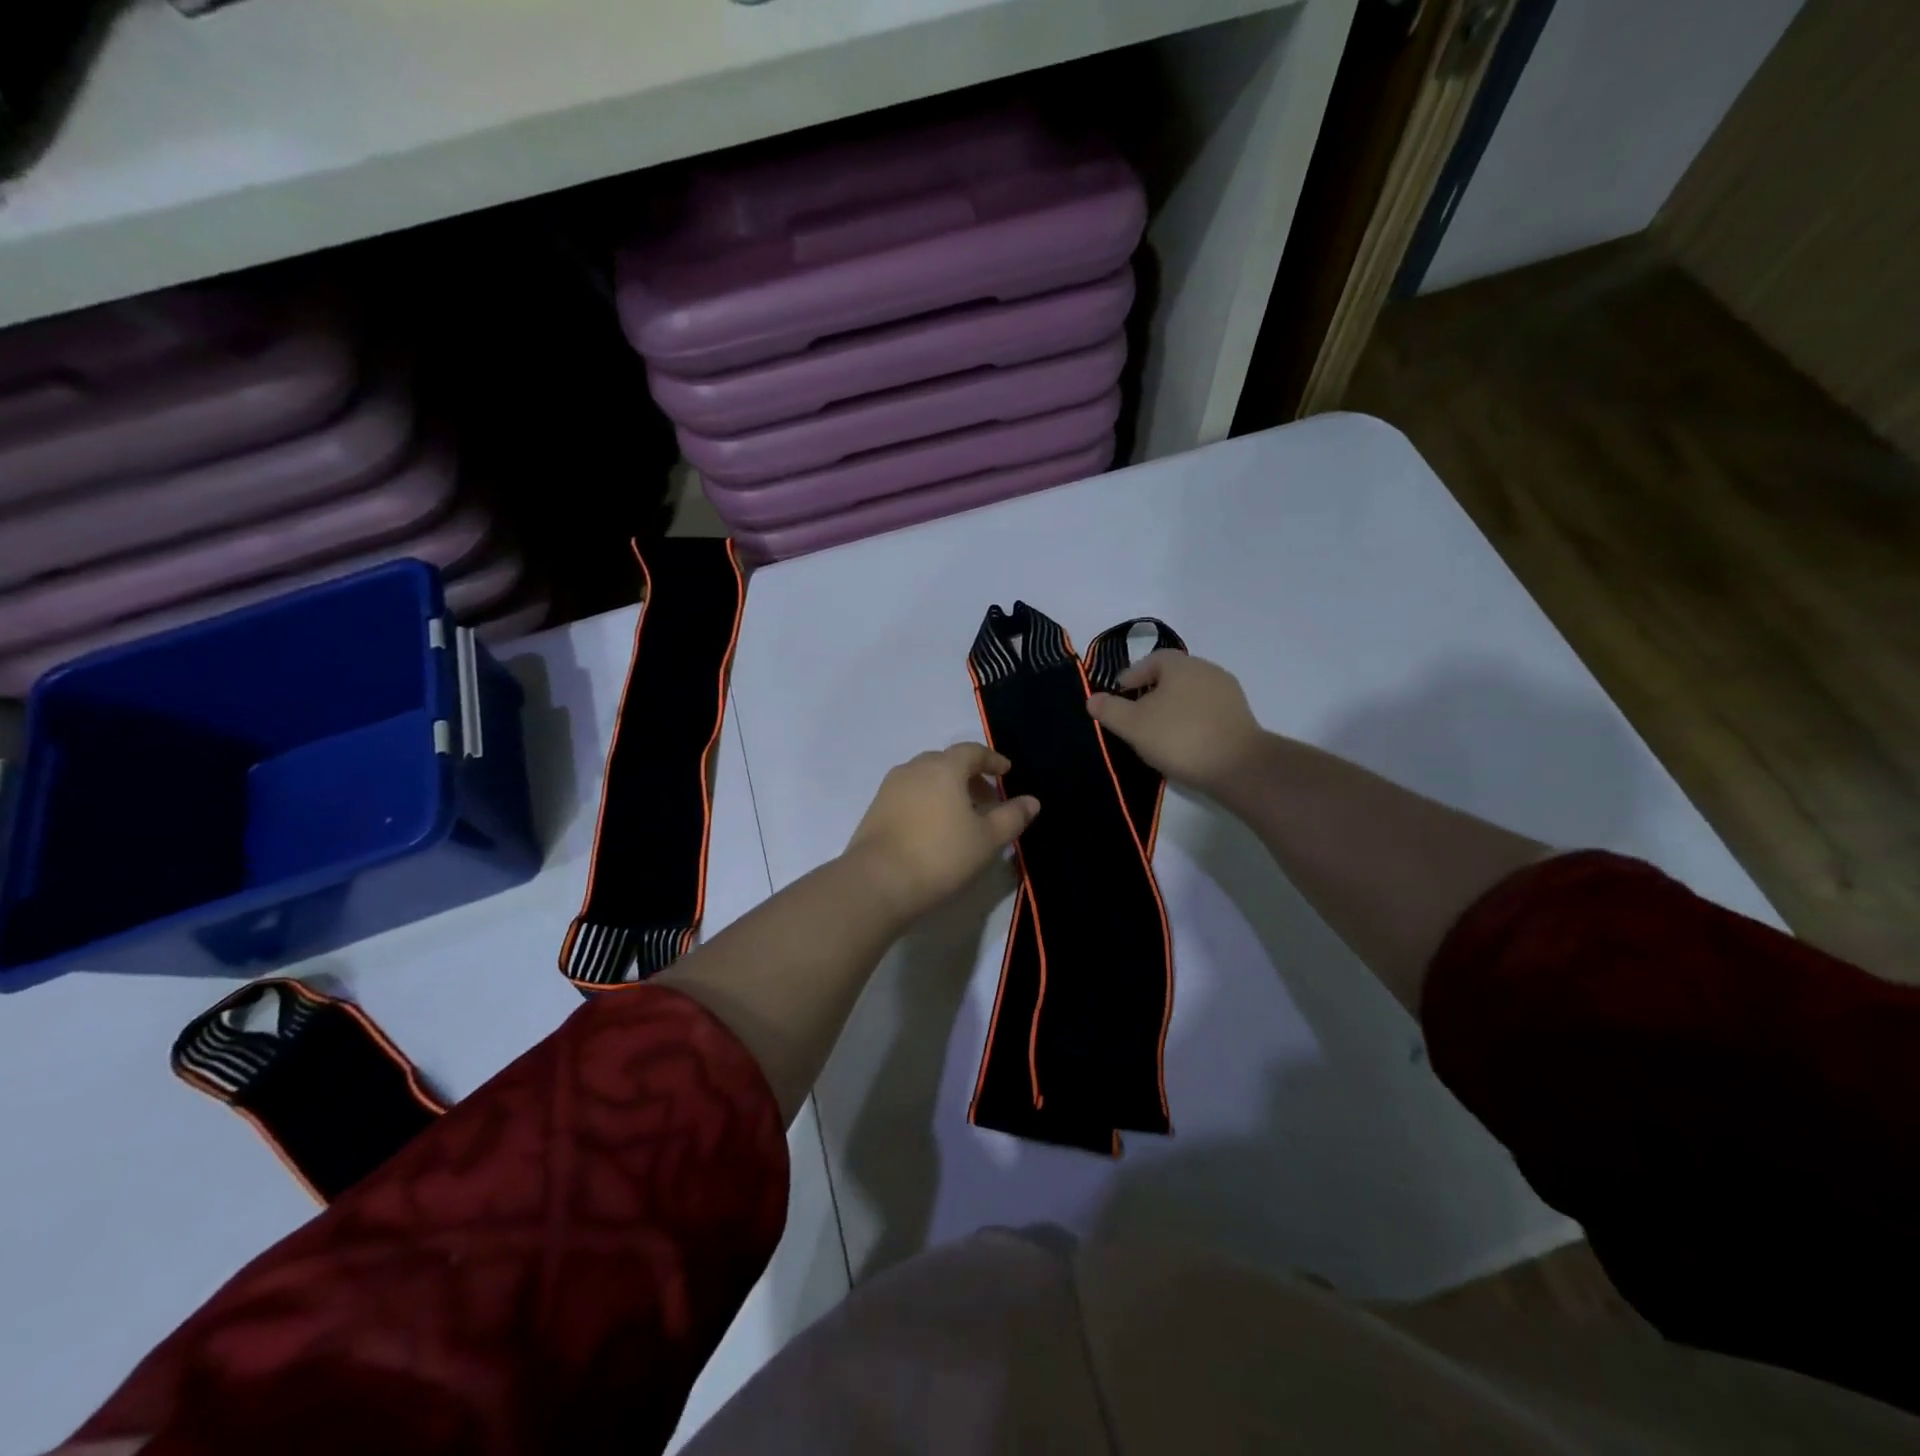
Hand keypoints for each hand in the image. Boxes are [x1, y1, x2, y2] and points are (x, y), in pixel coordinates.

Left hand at [845, 743, 1039, 924]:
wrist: (878, 882)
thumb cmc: (941, 855)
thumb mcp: (987, 839)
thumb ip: (1012, 817)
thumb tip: (1032, 801)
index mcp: (944, 768)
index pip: (972, 751)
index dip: (992, 760)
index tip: (1006, 772)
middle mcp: (914, 768)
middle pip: (947, 763)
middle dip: (970, 776)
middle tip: (987, 799)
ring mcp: (890, 788)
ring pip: (926, 778)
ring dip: (947, 790)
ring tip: (962, 817)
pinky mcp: (875, 809)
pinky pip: (909, 795)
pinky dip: (927, 801)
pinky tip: (934, 828)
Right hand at [1086, 651, 1264, 790]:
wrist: (1238, 766)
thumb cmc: (1179, 737)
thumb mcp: (1133, 725)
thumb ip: (1110, 710)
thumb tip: (1093, 698)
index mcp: (1181, 664)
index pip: (1151, 660)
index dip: (1131, 676)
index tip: (1119, 696)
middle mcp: (1207, 670)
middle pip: (1172, 676)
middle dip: (1152, 692)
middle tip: (1135, 714)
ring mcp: (1228, 692)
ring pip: (1190, 694)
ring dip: (1173, 707)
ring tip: (1157, 731)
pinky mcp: (1240, 716)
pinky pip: (1207, 711)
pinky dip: (1191, 720)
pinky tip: (1183, 741)